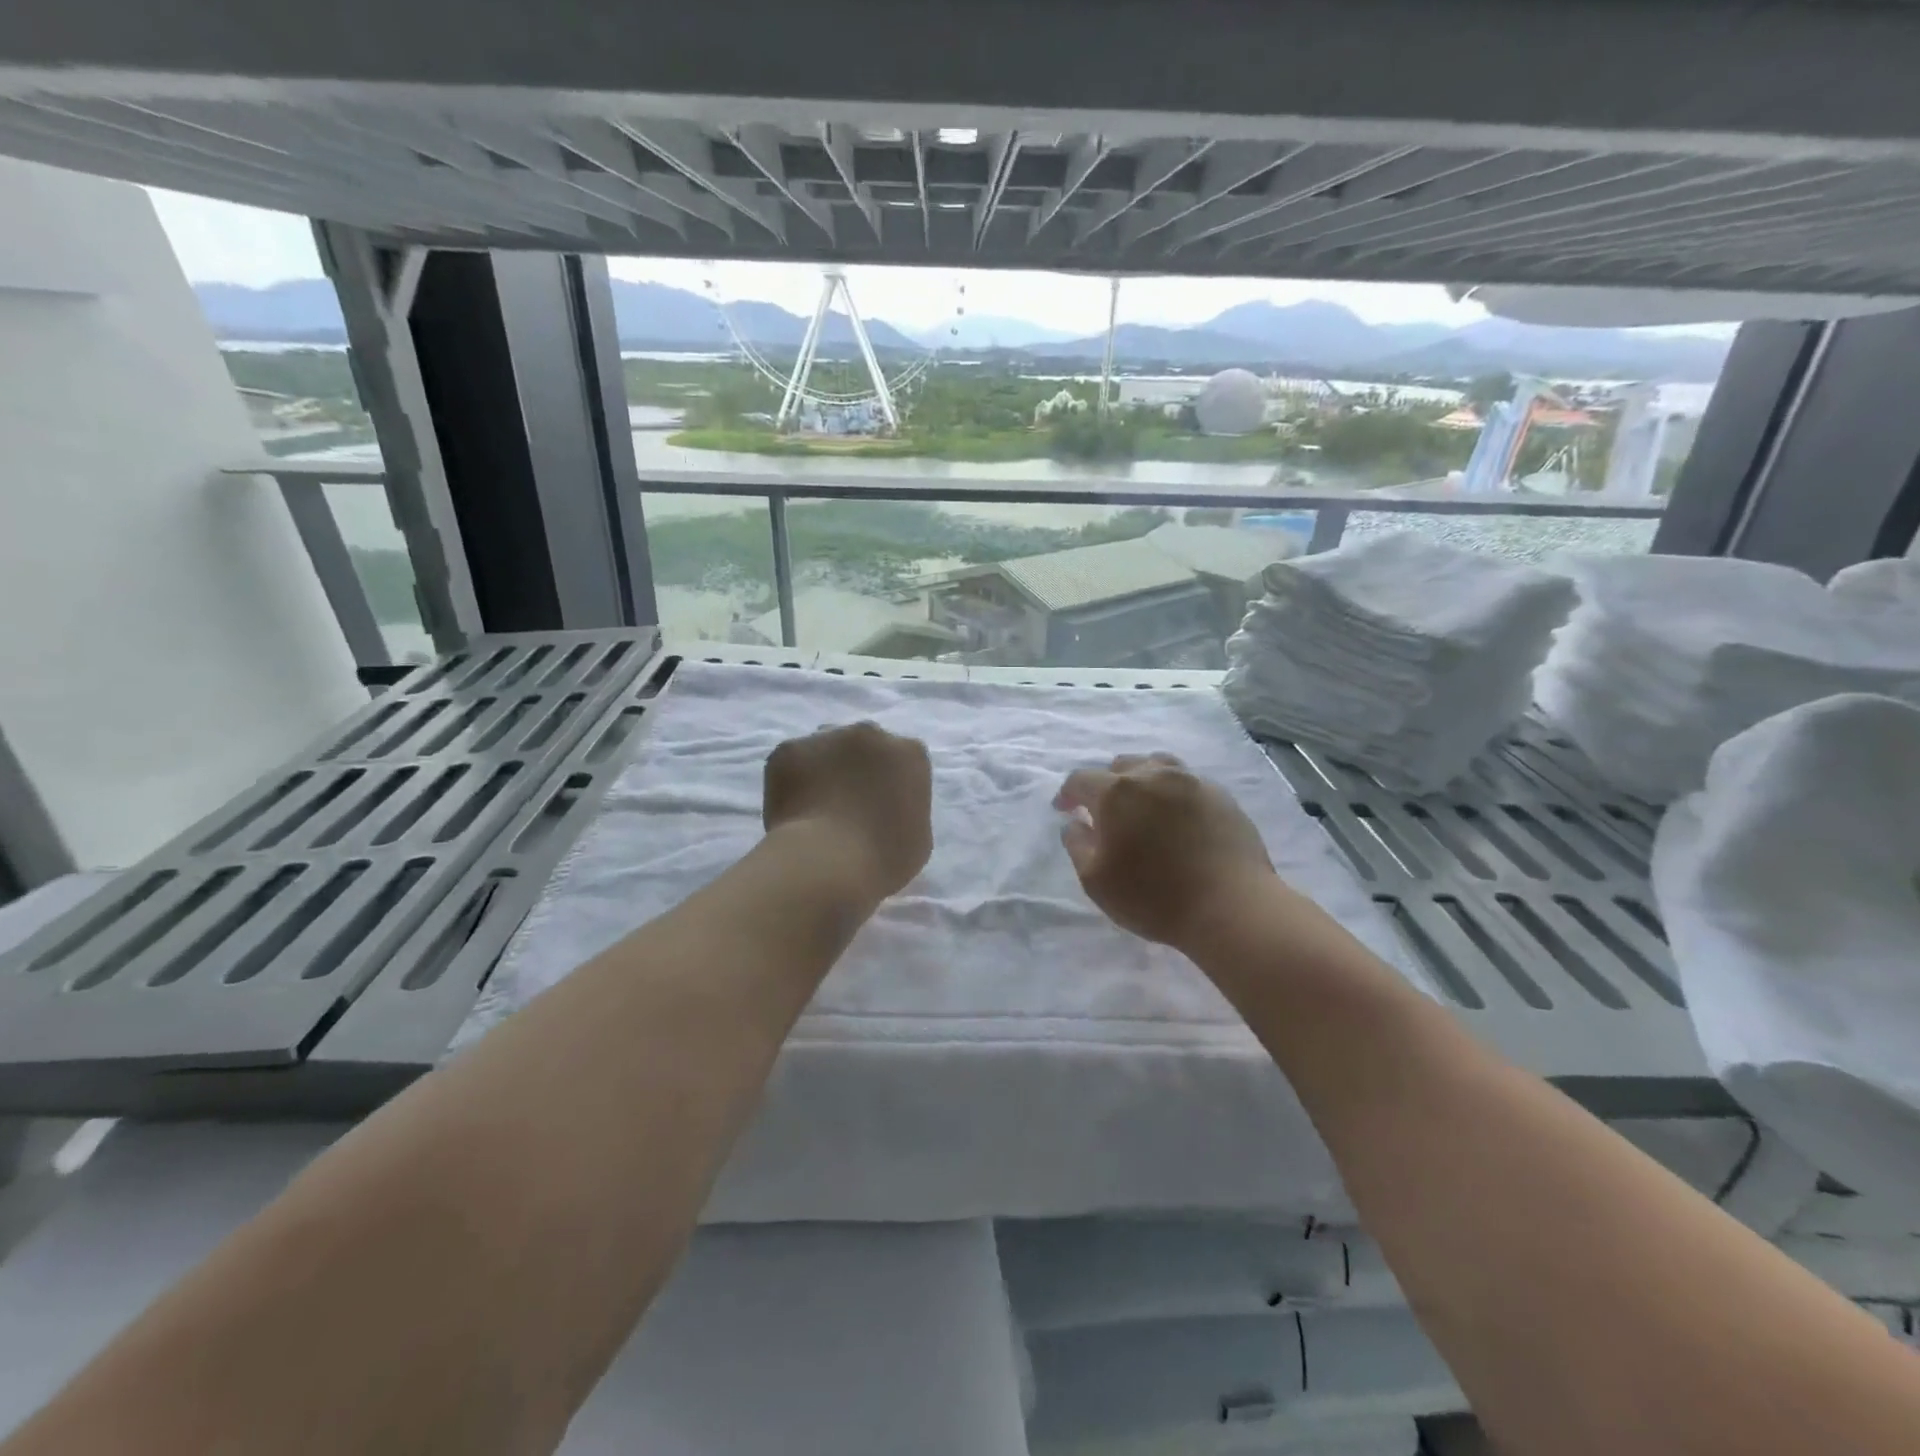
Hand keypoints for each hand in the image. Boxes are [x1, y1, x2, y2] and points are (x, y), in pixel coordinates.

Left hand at [764, 722, 932, 901]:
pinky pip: (792, 763)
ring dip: (824, 769)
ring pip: (826, 749)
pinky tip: (792, 811)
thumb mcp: (918, 838)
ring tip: (814, 808)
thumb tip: (887, 809)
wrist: (826, 863)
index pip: (903, 761)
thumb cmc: (883, 859)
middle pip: (864, 746)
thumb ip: (906, 810)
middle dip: (857, 768)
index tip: (879, 809)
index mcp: (909, 754)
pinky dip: (791, 781)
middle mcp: (871, 734)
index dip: (889, 784)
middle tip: (845, 805)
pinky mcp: (788, 749)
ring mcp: (827, 737)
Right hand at [1054, 753, 1274, 948]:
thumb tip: (1075, 823)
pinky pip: (1187, 783)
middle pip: (1121, 766)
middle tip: (1106, 813)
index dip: (1068, 794)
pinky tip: (1177, 818)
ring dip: (1142, 780)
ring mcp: (1191, 782)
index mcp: (1117, 792)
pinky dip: (1173, 793)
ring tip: (1143, 805)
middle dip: (1106, 785)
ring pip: (1157, 766)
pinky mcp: (1221, 796)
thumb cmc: (1154, 897)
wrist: (1232, 907)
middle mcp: (1153, 775)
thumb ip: (1077, 845)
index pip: (1081, 779)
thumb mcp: (1096, 880)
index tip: (1065, 810)